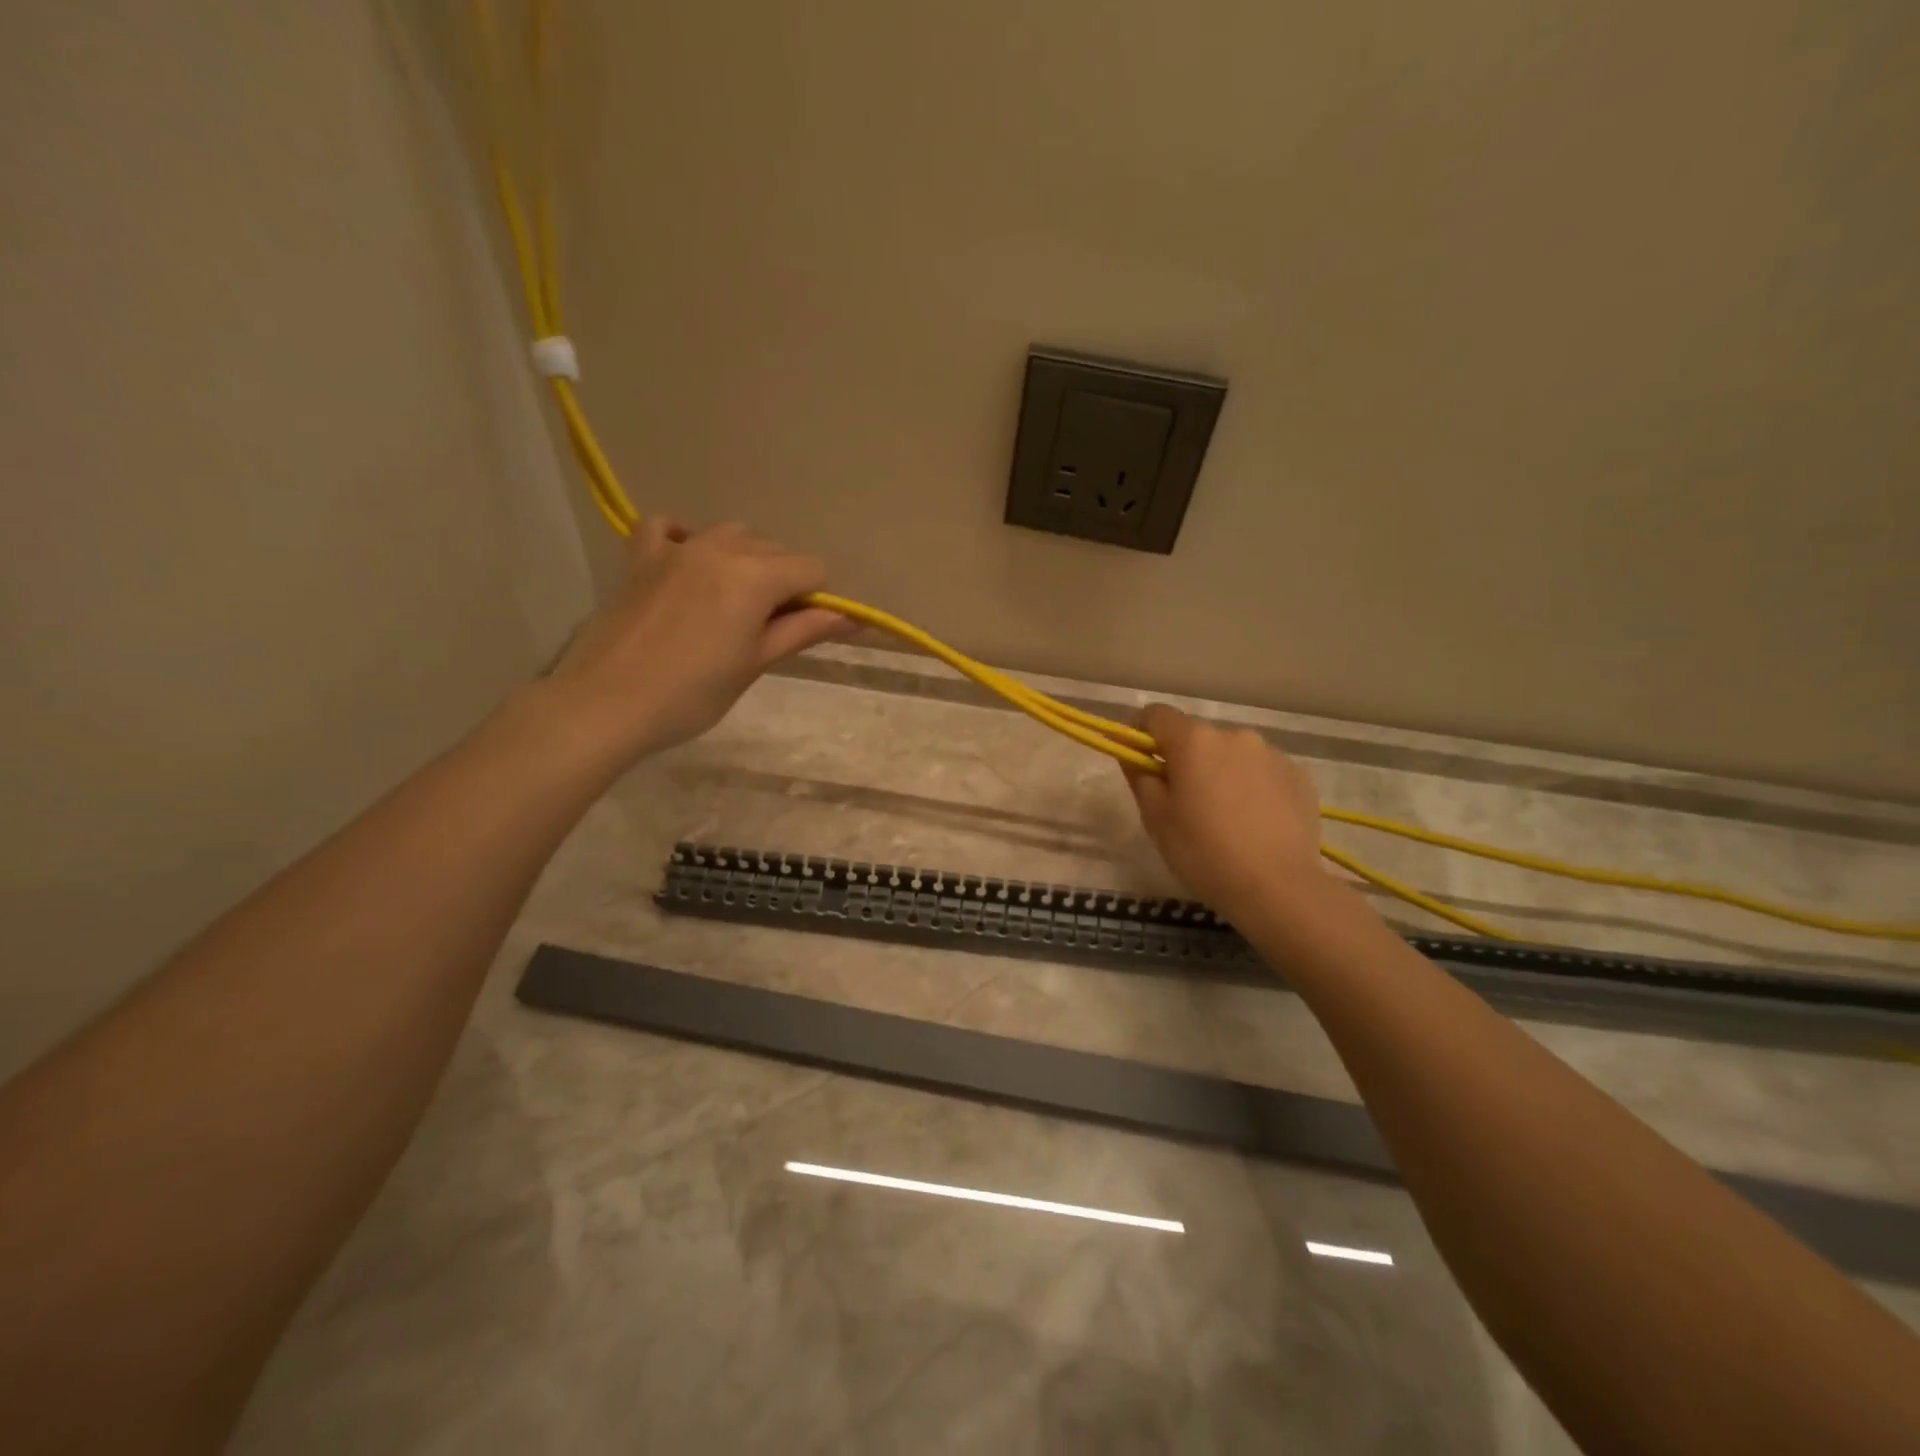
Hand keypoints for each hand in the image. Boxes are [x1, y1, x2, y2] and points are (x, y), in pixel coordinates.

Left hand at [544, 518, 853, 760]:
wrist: (606, 704)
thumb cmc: (692, 694)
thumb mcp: (755, 663)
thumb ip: (803, 631)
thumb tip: (852, 619)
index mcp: (754, 577)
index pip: (812, 569)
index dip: (819, 599)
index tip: (804, 630)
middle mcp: (719, 548)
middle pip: (775, 550)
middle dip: (785, 582)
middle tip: (768, 629)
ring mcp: (676, 548)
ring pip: (732, 534)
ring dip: (746, 560)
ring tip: (734, 604)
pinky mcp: (641, 557)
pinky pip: (668, 525)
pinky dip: (687, 536)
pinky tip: (691, 561)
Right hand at [1124, 705, 1325, 920]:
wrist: (1278, 888)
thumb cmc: (1203, 852)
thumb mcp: (1156, 818)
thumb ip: (1140, 777)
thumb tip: (1133, 755)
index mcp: (1194, 741)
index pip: (1157, 715)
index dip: (1141, 732)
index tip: (1139, 759)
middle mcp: (1235, 735)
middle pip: (1197, 737)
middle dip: (1185, 759)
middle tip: (1182, 801)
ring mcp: (1272, 754)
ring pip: (1232, 755)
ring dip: (1221, 772)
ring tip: (1224, 816)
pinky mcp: (1299, 776)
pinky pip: (1263, 773)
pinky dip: (1252, 788)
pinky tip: (1254, 823)